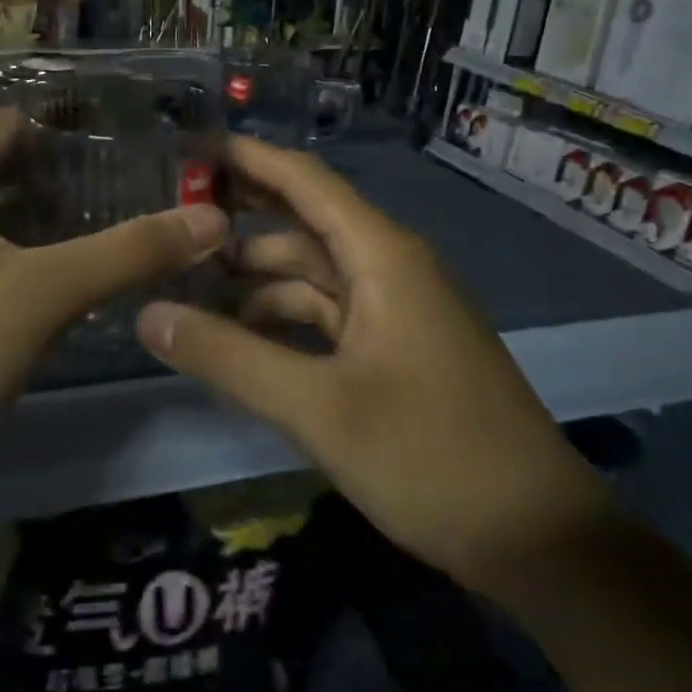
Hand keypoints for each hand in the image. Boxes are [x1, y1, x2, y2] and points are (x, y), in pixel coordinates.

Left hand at [0, 109, 229, 500]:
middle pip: (0, 169)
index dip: (67, 130)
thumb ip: (130, 251)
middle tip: (131, 192)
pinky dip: (16, 256)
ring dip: (43, 222)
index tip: (128, 146)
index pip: (8, 125)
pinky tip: (59, 284)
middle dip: (63, 179)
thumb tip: (211, 218)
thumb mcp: (46, 294)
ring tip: (107, 232)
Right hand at [137, 137, 615, 594]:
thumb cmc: (432, 458)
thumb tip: (148, 315)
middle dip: (240, 217)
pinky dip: (282, 317)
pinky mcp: (396, 345)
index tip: (188, 148)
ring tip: (187, 289)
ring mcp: (396, 307)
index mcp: (381, 255)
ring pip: (311, 273)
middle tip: (169, 217)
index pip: (303, 179)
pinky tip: (238, 337)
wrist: (543, 543)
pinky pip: (327, 312)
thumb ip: (228, 357)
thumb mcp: (318, 409)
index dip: (247, 157)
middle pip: (302, 221)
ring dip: (255, 278)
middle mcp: (389, 265)